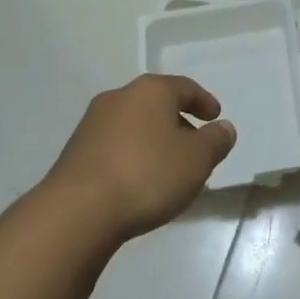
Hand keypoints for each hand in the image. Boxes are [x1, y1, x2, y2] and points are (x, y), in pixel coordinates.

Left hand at [43, 75, 235, 239]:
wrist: (78, 211)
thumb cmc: (147, 175)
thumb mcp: (197, 160)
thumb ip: (216, 141)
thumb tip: (223, 128)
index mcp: (151, 90)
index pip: (185, 87)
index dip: (204, 101)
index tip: (215, 117)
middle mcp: (120, 97)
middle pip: (157, 104)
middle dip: (178, 122)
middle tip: (194, 146)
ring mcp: (92, 123)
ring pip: (134, 124)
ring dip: (153, 140)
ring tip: (167, 168)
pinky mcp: (75, 151)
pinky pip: (115, 145)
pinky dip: (132, 155)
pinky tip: (138, 181)